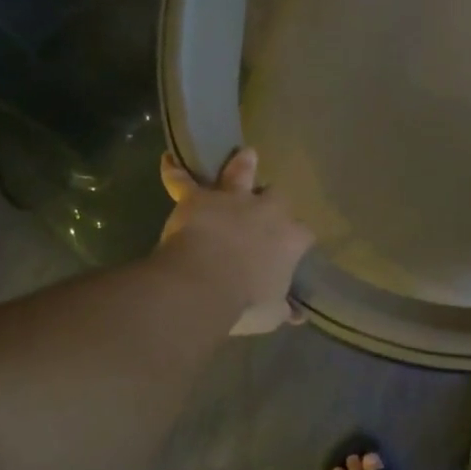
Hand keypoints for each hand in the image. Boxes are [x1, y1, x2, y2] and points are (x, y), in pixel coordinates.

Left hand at [159, 148, 313, 334]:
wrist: (203, 285)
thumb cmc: (244, 302)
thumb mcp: (271, 314)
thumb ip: (283, 309)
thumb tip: (296, 314)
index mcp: (289, 240)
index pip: (303, 234)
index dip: (297, 240)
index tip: (291, 249)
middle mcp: (267, 212)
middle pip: (278, 197)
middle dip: (273, 201)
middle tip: (267, 207)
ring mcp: (233, 200)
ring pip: (240, 173)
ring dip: (242, 165)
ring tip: (245, 155)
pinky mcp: (199, 198)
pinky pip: (183, 181)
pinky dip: (174, 172)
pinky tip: (167, 161)